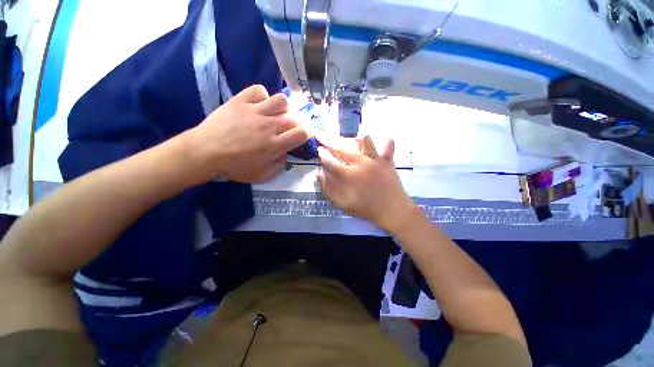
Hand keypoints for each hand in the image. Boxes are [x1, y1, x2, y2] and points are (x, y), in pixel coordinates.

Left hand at [186, 85, 307, 182]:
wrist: (205, 152)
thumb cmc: (234, 167)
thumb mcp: (262, 176)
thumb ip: (279, 166)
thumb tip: (284, 154)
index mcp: (275, 144)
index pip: (302, 133)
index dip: (305, 134)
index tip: (301, 137)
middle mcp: (269, 125)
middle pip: (294, 118)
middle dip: (296, 124)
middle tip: (288, 129)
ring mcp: (255, 111)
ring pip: (281, 100)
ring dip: (283, 108)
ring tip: (276, 114)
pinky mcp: (240, 101)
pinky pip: (258, 90)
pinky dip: (262, 96)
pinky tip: (259, 104)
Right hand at [317, 135, 414, 232]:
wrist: (390, 211)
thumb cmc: (365, 208)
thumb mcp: (342, 203)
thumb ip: (328, 189)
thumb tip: (319, 174)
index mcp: (347, 175)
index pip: (330, 161)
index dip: (322, 155)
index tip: (319, 150)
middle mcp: (360, 163)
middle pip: (342, 149)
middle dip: (330, 142)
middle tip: (325, 137)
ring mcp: (375, 160)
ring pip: (366, 142)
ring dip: (358, 138)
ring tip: (354, 137)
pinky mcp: (387, 162)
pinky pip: (388, 148)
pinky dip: (388, 142)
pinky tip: (386, 136)